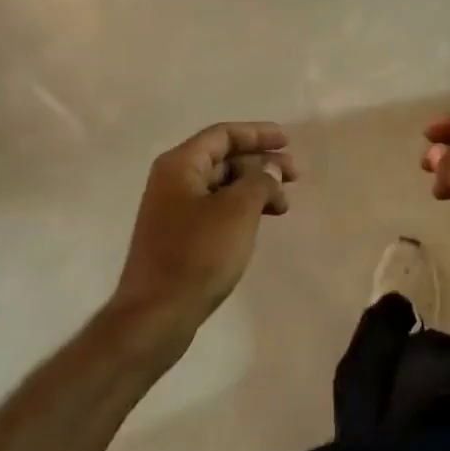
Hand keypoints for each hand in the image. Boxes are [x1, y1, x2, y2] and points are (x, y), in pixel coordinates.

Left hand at [112, 122, 297, 343]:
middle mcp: (173, 181)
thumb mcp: (238, 210)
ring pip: (222, 185)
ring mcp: (173, 211)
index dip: (258, 134)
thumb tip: (269, 169)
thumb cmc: (198, 254)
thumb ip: (260, 180)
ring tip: (284, 205)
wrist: (155, 317)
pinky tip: (261, 222)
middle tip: (294, 175)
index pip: (224, 134)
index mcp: (180, 165)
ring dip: (255, 188)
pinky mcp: (178, 238)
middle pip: (224, 158)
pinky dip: (242, 209)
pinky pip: (216, 209)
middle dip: (261, 163)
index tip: (287, 142)